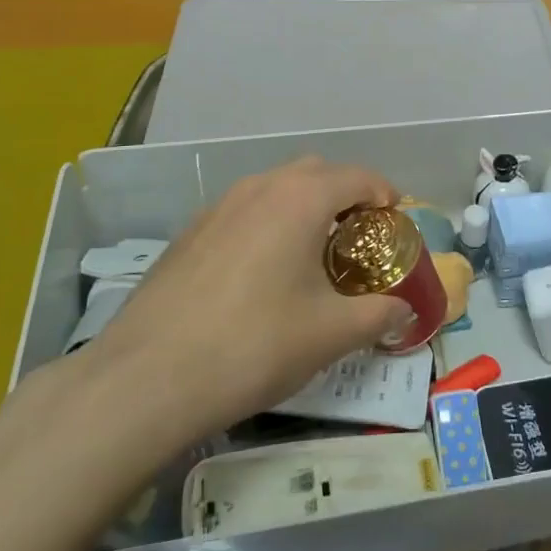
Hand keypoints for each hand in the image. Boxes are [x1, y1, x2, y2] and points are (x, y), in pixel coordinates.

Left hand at [85, 158, 413, 434]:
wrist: (147, 378)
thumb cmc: (255, 344)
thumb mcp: (331, 334)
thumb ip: (378, 315)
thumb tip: (403, 311)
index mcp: (300, 198)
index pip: (357, 177)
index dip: (385, 195)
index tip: (396, 222)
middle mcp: (259, 188)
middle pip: (315, 172)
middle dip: (344, 195)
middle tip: (358, 238)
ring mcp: (218, 207)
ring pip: (274, 189)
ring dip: (303, 208)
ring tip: (312, 255)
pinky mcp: (189, 233)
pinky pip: (243, 212)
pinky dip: (267, 225)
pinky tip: (261, 274)